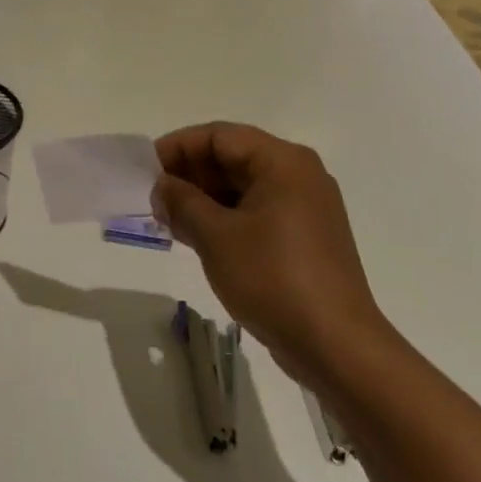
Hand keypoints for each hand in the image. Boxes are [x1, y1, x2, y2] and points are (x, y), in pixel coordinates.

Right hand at [153, 123, 392, 393]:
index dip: (178, 147)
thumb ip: (182, 202)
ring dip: (204, 198)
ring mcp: (306, 207)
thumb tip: (162, 187)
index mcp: (282, 161)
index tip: (145, 169)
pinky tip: (197, 237)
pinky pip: (257, 211)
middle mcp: (299, 174)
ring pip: (243, 186)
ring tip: (169, 220)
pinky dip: (225, 217)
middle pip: (233, 157)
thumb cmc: (272, 278)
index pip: (219, 136)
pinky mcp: (306, 237)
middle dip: (190, 174)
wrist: (335, 346)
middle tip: (154, 198)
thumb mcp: (215, 236)